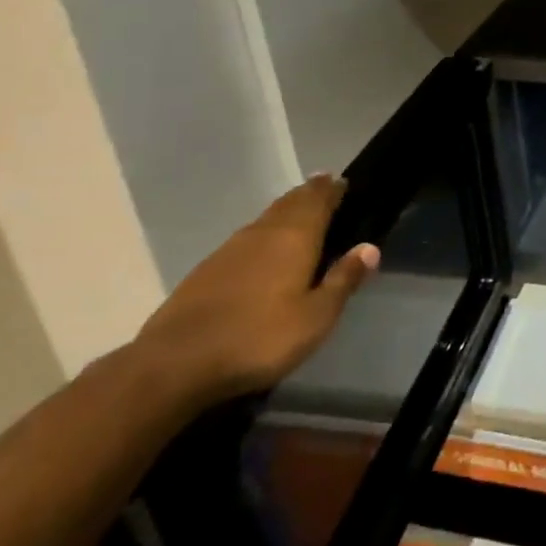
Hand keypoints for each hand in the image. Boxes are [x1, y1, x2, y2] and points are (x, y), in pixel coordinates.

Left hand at [133, 176, 379, 408]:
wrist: (175, 364)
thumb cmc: (258, 338)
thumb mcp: (315, 317)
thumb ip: (343, 280)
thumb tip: (369, 247)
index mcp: (295, 238)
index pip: (318, 201)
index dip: (332, 189)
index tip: (342, 181)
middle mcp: (264, 233)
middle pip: (290, 203)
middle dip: (309, 193)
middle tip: (323, 184)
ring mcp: (230, 249)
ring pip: (266, 218)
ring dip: (285, 210)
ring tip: (298, 209)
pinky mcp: (206, 270)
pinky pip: (246, 238)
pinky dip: (263, 232)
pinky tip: (262, 247)